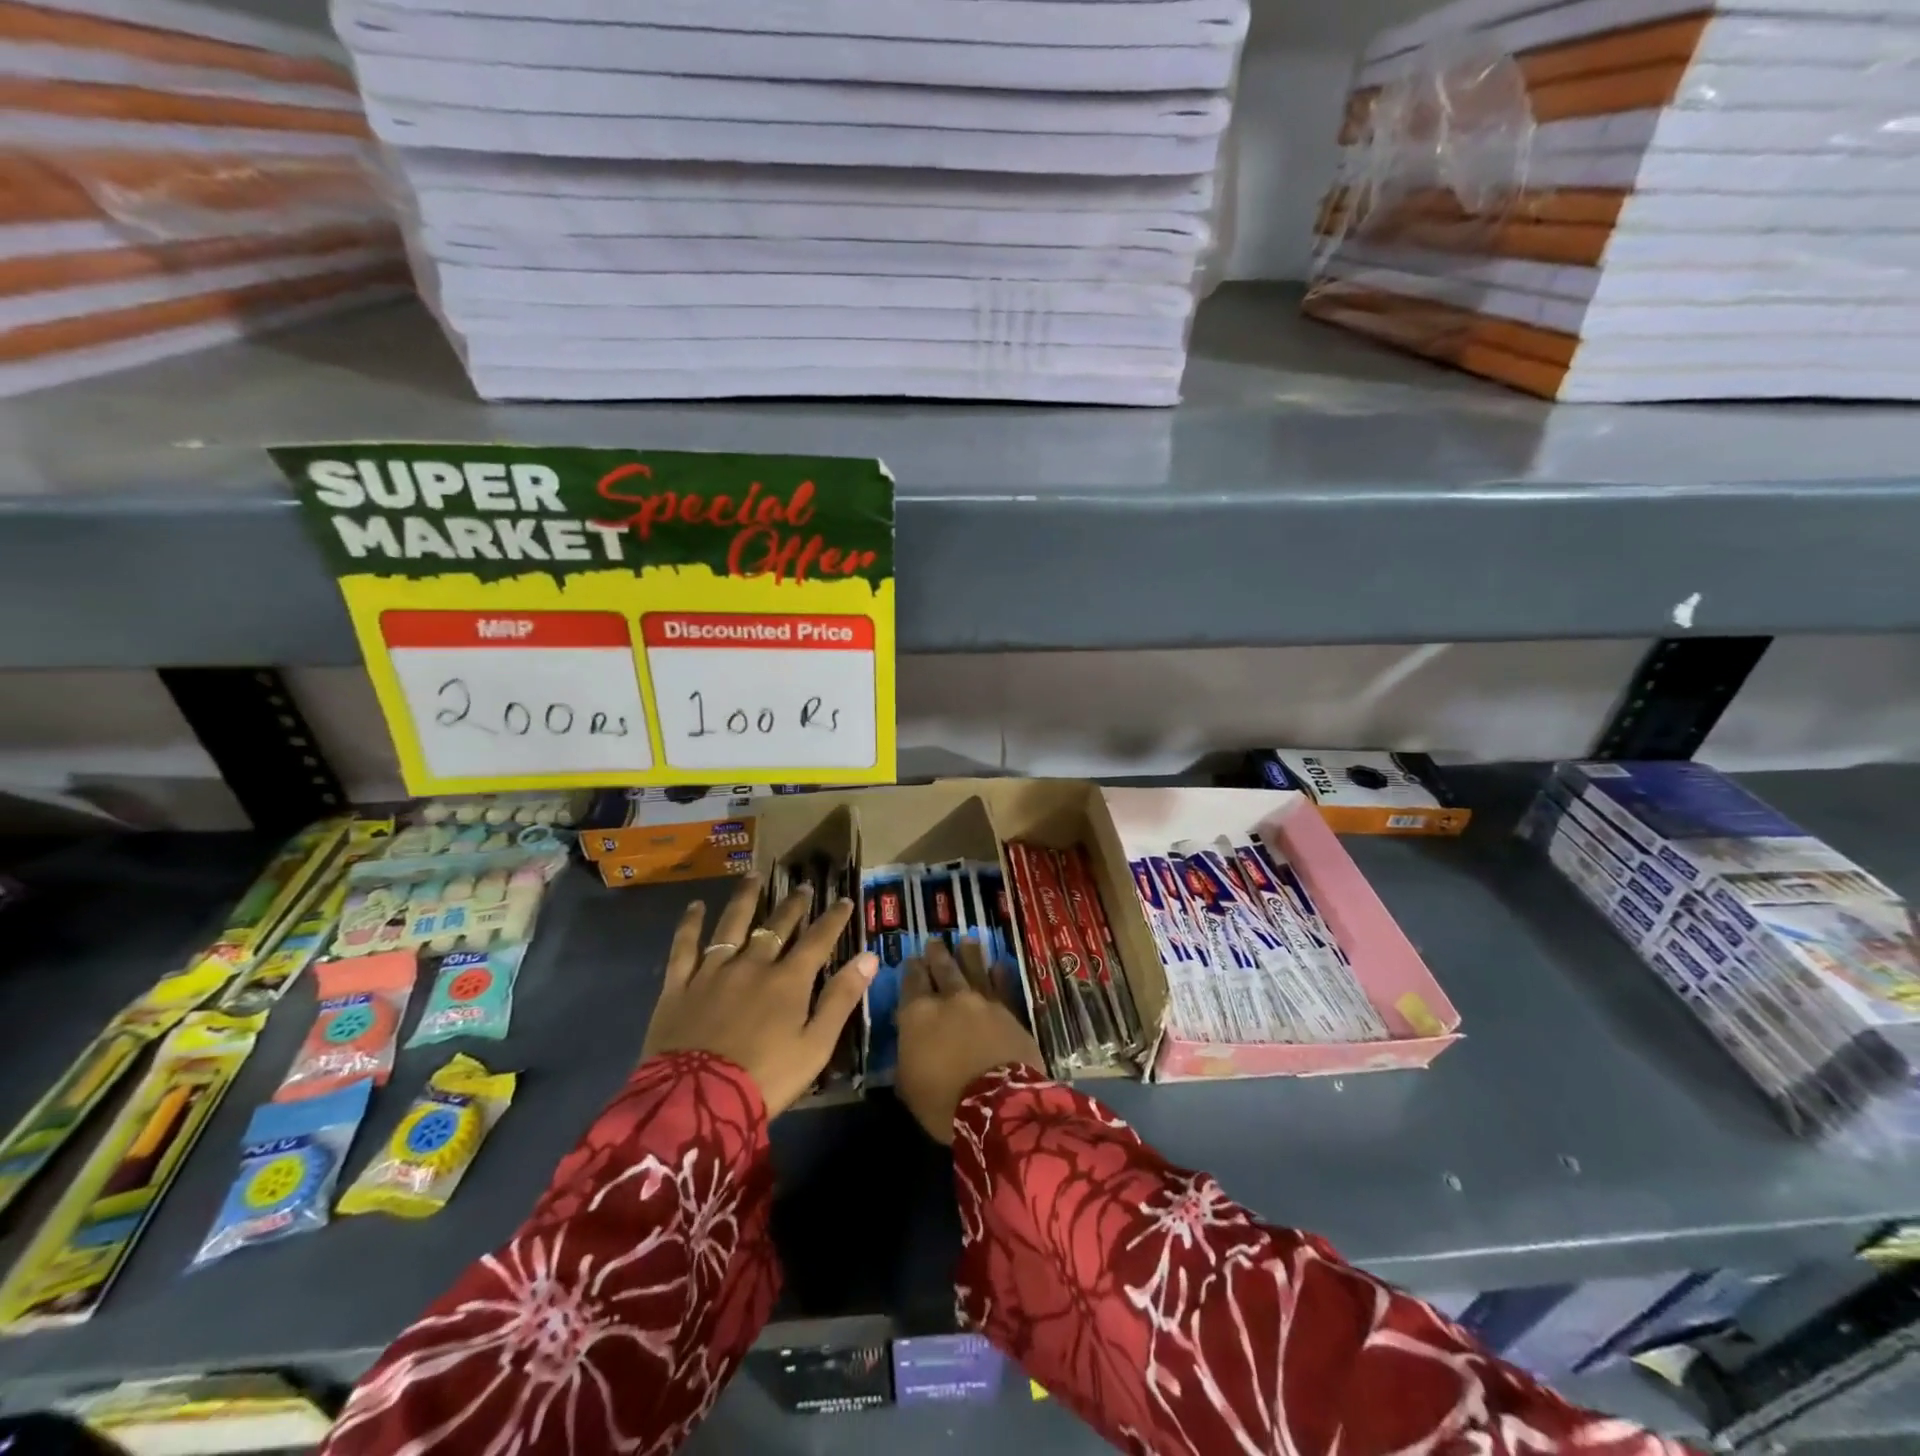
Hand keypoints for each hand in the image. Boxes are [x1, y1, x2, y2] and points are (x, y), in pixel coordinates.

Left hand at [642, 874, 876, 1117]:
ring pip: (732, 925)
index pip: (818, 940)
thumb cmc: (766, 1078)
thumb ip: (841, 998)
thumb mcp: (815, 1045)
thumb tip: (869, 957)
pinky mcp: (679, 986)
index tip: (844, 900)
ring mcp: (713, 972)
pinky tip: (696, 906)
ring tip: (754, 876)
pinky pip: (685, 947)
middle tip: (803, 887)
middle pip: (777, 926)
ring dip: (746, 898)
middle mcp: (753, 965)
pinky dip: (690, 924)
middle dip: (793, 905)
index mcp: (788, 981)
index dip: (833, 919)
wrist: (697, 1103)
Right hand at [896, 939, 1046, 1144]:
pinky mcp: (1009, 1012)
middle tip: (934, 941)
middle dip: (936, 954)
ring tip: (967, 941)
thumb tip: (908, 1042)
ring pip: (973, 969)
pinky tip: (999, 965)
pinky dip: (999, 975)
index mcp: (918, 1014)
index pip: (911, 982)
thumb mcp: (908, 1086)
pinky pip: (1002, 986)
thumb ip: (906, 1057)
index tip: (911, 960)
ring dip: (968, 954)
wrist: (997, 1105)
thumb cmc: (943, 1102)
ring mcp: (982, 1002)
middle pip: (942, 968)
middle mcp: (949, 999)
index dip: (911, 970)